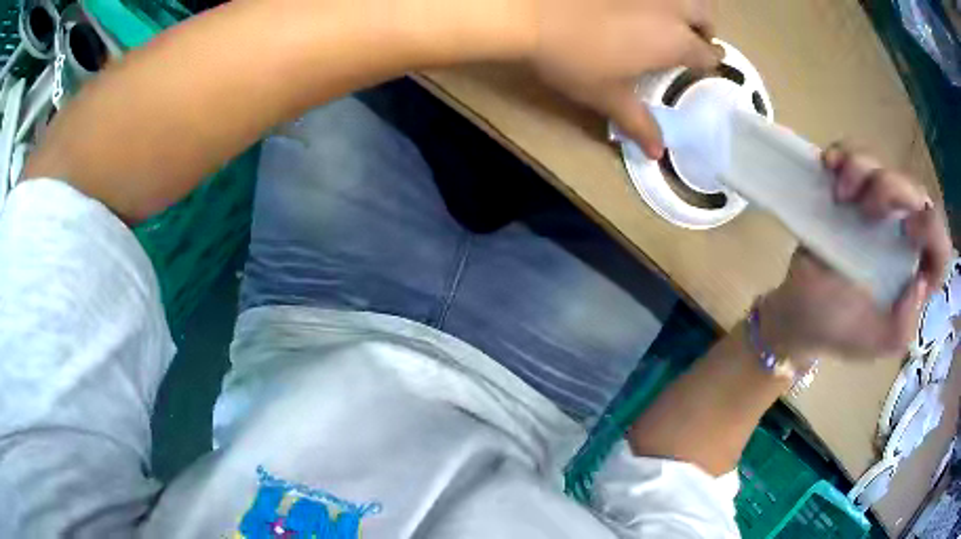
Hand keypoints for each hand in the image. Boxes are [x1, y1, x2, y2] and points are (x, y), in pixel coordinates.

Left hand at [529, 0, 720, 158]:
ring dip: (685, 7)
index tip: (704, 66)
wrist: (530, 14)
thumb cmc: (574, 59)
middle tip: (692, 39)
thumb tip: (659, 154)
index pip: (709, 53)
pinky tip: (636, 5)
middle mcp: (669, 8)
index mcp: (674, 41)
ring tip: (668, 19)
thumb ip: (638, 123)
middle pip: (705, 13)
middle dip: (705, 28)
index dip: (710, 62)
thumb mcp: (608, 96)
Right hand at [759, 143, 951, 360]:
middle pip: (915, 192)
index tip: (905, 230)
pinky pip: (853, 155)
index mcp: (914, 273)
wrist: (797, 313)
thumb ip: (903, 327)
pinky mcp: (850, 191)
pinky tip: (829, 164)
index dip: (932, 230)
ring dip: (862, 170)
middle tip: (864, 209)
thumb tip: (918, 280)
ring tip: (840, 195)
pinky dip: (842, 153)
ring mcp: (878, 210)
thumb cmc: (837, 329)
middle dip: (891, 190)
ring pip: (885, 166)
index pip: (941, 246)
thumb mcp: (875, 342)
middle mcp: (903, 237)